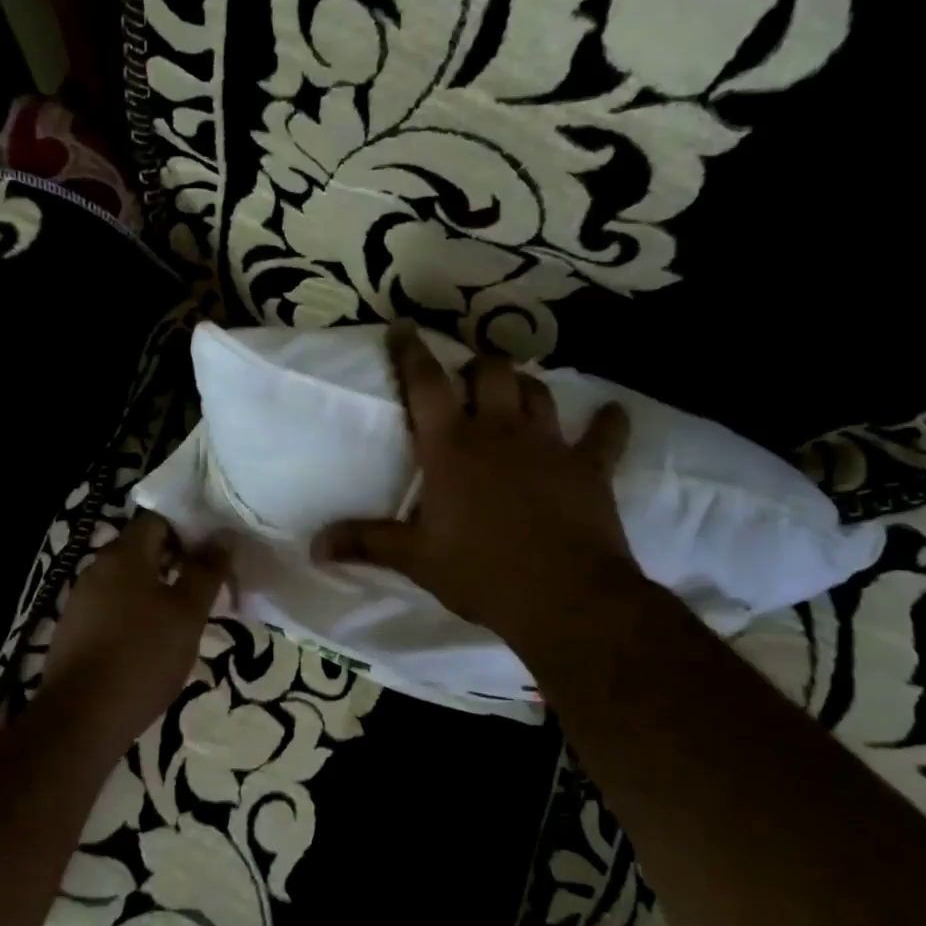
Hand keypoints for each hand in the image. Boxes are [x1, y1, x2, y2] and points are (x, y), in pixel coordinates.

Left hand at [42, 512, 229, 742]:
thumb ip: (206, 571)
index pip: (159, 519)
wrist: (80, 719)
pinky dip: (136, 614)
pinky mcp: (74, 631)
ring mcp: (81, 600)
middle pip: (143, 549)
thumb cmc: (142, 656)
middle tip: (208, 587)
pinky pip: (113, 607)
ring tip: (186, 617)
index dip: (189, 529)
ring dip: (158, 590)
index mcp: (123, 554)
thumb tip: (223, 536)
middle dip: (177, 562)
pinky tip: (153, 642)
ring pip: (128, 581)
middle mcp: (97, 567)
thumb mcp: (187, 613)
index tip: (214, 552)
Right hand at [311, 323, 644, 657]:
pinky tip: (611, 414)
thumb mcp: (415, 559)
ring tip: (515, 392)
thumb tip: (314, 547)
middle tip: (467, 379)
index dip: (411, 352)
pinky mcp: (590, 467)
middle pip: (491, 372)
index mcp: (451, 446)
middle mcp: (499, 432)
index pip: (425, 383)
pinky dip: (608, 423)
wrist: (564, 598)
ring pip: (538, 391)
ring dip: (524, 386)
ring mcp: (549, 445)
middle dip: (477, 366)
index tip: (404, 327)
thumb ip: (365, 543)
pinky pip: (605, 435)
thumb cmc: (481, 572)